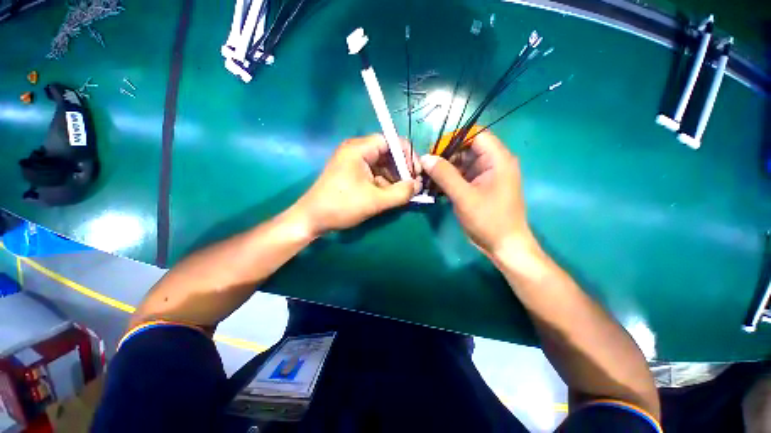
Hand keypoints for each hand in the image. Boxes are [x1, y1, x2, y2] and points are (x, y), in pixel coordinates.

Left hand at [295, 134, 420, 235]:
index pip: (390, 141)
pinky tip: (391, 195)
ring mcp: (354, 163)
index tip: (416, 172)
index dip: (407, 155)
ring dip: (394, 178)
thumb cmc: (342, 206)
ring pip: (382, 165)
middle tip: (413, 185)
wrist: (312, 219)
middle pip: (387, 153)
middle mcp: (356, 151)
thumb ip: (400, 193)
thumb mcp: (375, 201)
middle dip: (402, 169)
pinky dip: (384, 183)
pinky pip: (374, 174)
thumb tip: (418, 186)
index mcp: (359, 149)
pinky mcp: (353, 174)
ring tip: (404, 193)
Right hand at [420, 131, 535, 256]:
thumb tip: (425, 157)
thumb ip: (445, 175)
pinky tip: (436, 186)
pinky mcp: (480, 186)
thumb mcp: (464, 197)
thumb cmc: (488, 220)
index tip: (434, 150)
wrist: (504, 245)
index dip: (454, 138)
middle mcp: (494, 163)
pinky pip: (463, 176)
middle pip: (467, 148)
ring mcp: (487, 175)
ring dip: (445, 169)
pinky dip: (449, 179)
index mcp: (498, 159)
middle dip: (446, 155)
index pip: (476, 135)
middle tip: (426, 167)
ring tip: (427, 177)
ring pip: (463, 163)